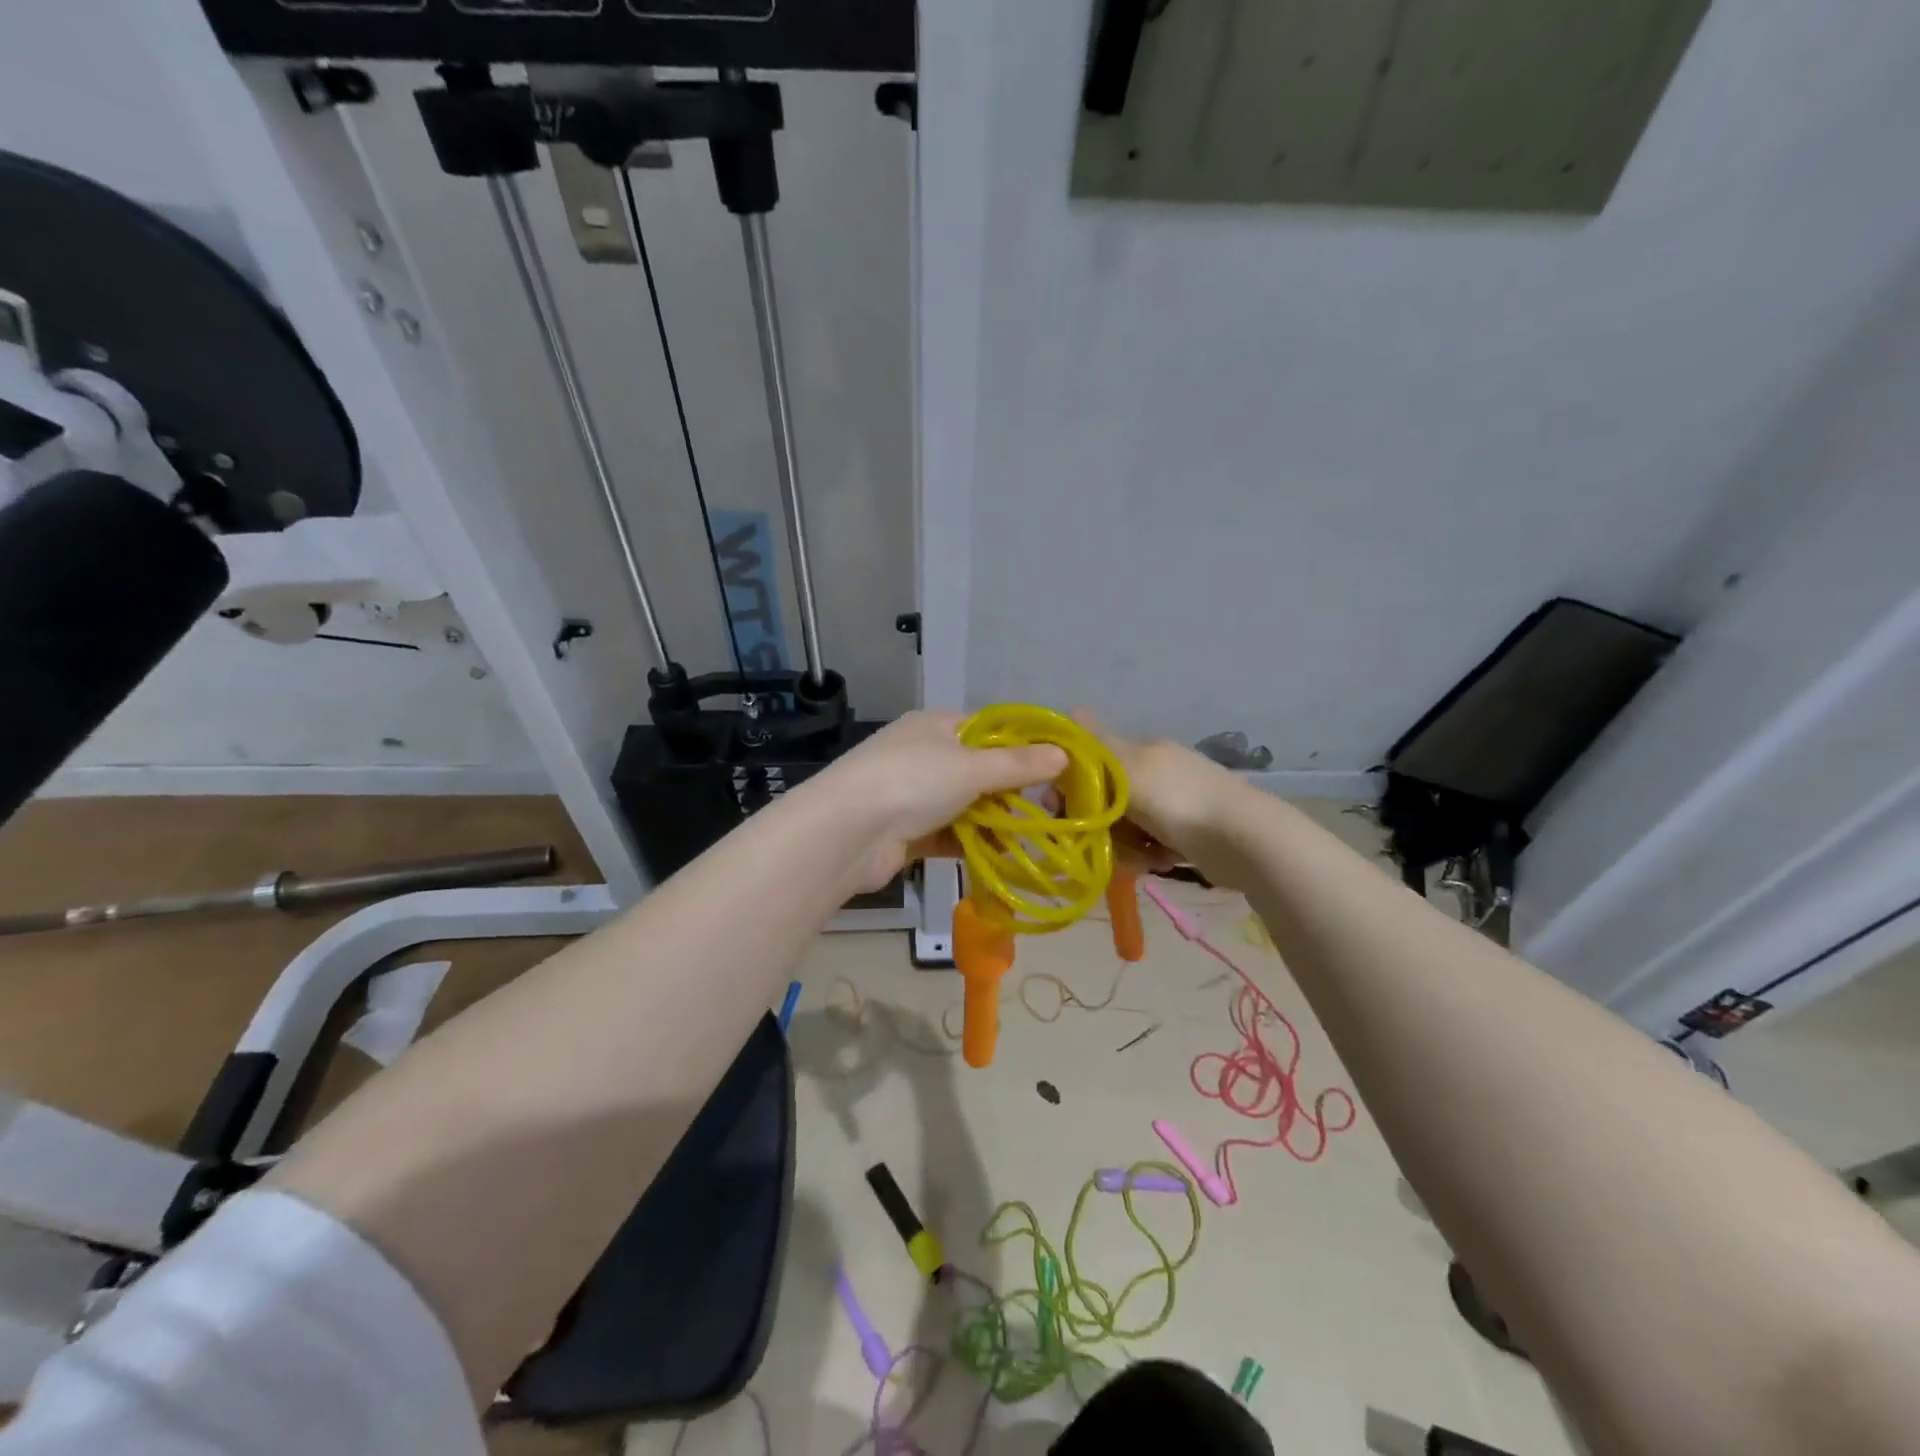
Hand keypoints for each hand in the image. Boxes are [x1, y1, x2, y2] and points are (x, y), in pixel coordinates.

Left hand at [813, 710, 1067, 890]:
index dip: (1024, 745)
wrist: (845, 833)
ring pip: (968, 806)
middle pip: (980, 770)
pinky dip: (975, 845)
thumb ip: (1017, 764)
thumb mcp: (970, 767)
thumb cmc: (911, 782)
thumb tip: (1063, 754)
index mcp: (936, 726)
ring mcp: (914, 795)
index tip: (1059, 767)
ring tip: (1035, 839)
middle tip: (1053, 810)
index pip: (989, 729)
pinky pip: (952, 835)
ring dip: (997, 823)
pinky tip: (1004, 859)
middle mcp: (925, 755)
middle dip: (1014, 791)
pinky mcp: (909, 833)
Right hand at [1071, 708, 1241, 869]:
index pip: (1092, 759)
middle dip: (1100, 823)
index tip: (1061, 808)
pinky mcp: (1188, 834)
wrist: (1245, 841)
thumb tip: (1071, 708)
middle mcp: (1157, 771)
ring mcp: (1175, 803)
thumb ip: (1096, 743)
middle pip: (1107, 798)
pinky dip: (1149, 855)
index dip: (1071, 783)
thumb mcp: (1129, 767)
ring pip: (1127, 826)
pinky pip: (1151, 844)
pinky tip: (1158, 862)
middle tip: (1100, 842)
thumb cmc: (1178, 801)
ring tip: (1138, 857)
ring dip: (1125, 845)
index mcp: (1143, 749)